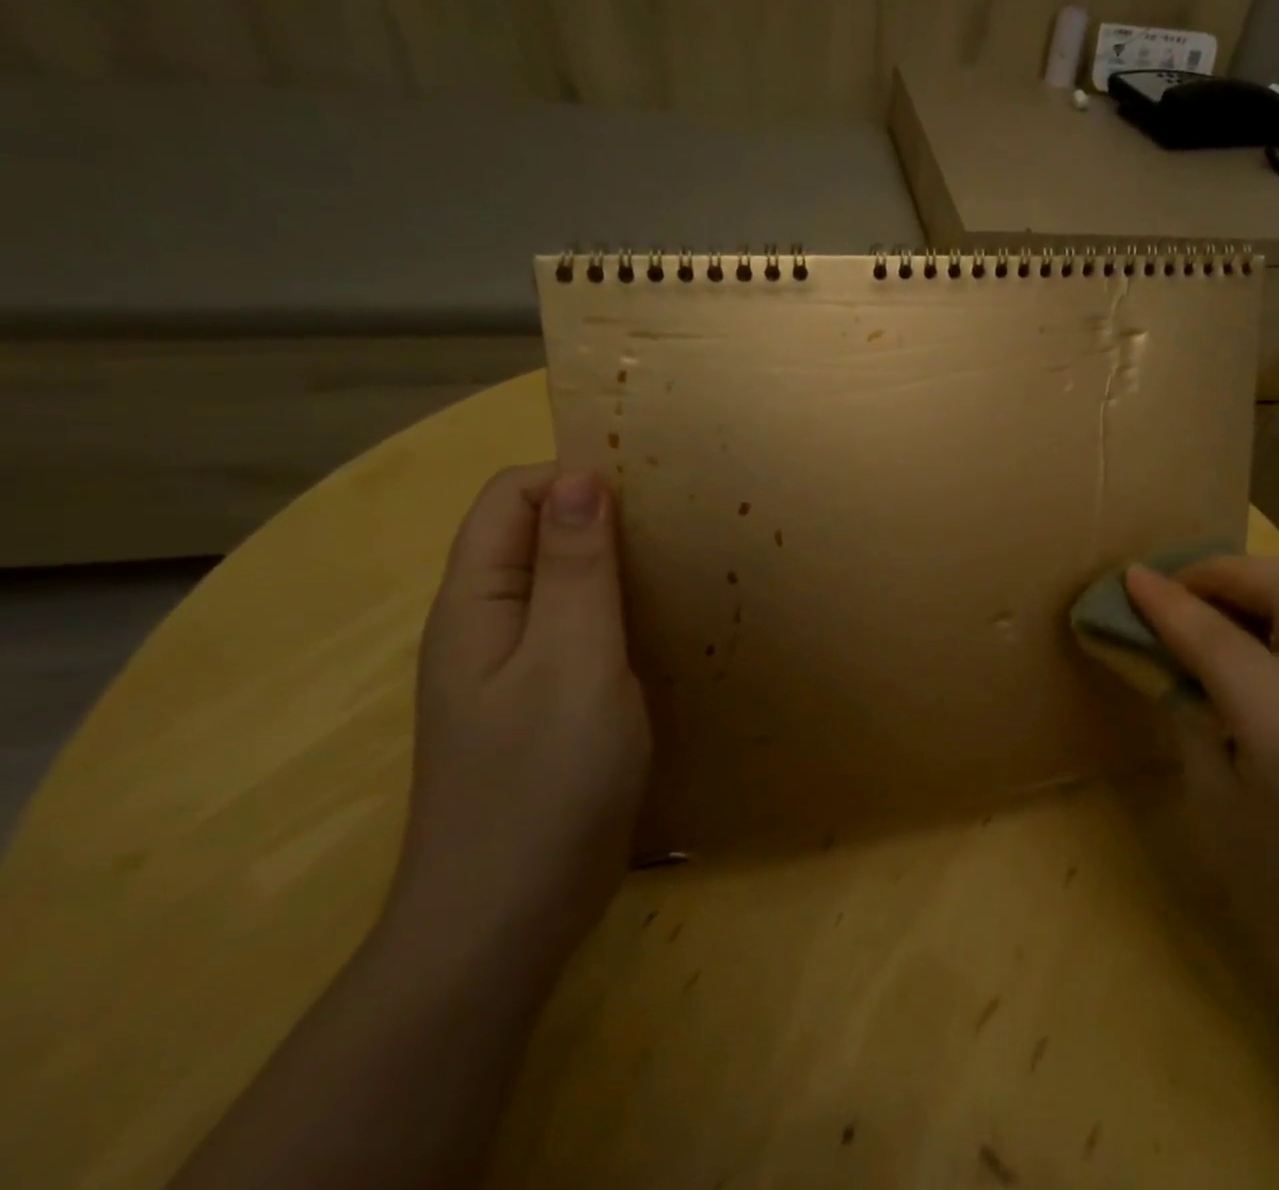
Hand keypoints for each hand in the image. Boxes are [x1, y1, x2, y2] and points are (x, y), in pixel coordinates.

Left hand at [391, 465, 649, 979]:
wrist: (508, 919)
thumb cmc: (544, 781)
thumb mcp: (572, 660)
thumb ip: (575, 568)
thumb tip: (580, 477)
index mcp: (477, 603)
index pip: (510, 498)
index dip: (573, 480)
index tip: (650, 496)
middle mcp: (486, 626)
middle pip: (535, 536)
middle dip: (602, 518)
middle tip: (679, 530)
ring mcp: (513, 670)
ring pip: (562, 586)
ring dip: (616, 567)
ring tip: (683, 570)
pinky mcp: (543, 706)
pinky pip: (578, 633)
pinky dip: (619, 614)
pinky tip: (664, 631)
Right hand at [1124, 557, 1278, 983]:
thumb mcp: (1213, 802)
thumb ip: (1190, 708)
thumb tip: (1164, 643)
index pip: (1225, 645)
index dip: (1171, 604)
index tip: (1134, 576)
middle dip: (1227, 571)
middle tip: (1183, 585)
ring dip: (1274, 572)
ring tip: (1229, 594)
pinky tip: (1276, 620)